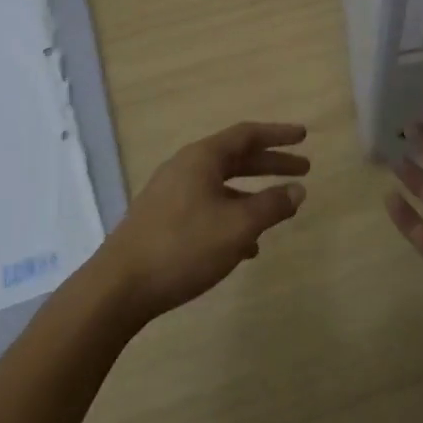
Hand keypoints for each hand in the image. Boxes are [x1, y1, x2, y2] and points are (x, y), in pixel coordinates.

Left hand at [99, 122, 309, 321]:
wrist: (119, 288)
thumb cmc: (183, 247)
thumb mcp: (238, 227)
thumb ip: (272, 206)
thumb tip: (298, 190)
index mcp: (202, 158)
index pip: (247, 134)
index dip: (278, 134)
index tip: (304, 136)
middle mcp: (185, 168)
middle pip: (236, 158)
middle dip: (270, 164)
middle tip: (303, 169)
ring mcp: (170, 195)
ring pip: (221, 186)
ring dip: (252, 195)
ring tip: (278, 213)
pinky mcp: (162, 221)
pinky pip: (207, 208)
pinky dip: (232, 217)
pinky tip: (245, 248)